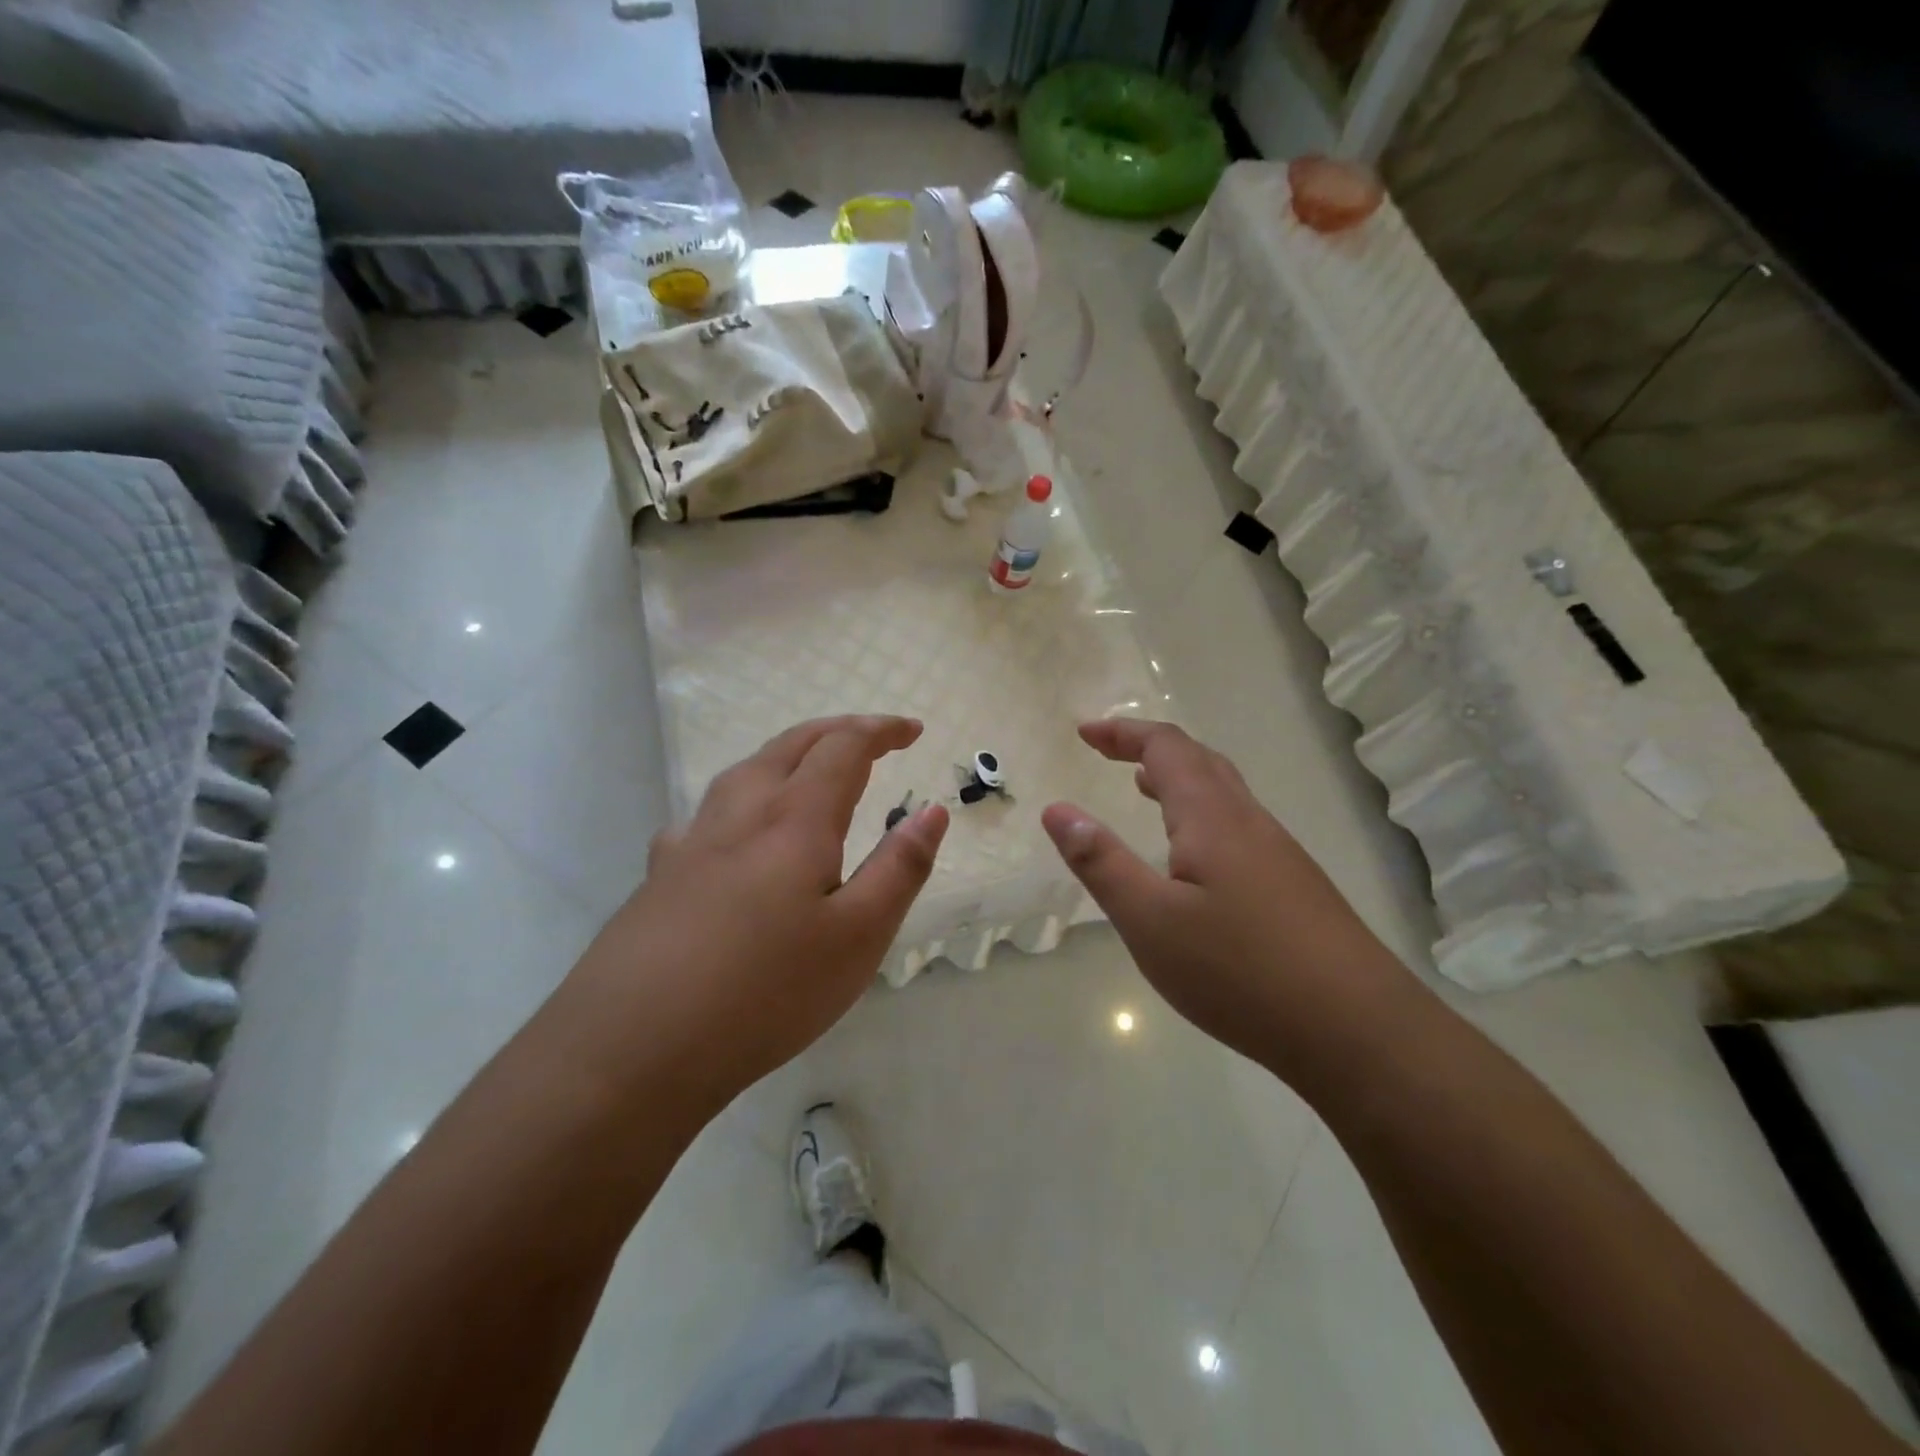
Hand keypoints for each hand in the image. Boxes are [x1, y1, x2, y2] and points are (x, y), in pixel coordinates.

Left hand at [555, 715, 947, 1111]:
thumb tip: (932, 810)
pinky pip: (705, 815)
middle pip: (791, 745)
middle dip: (837, 730)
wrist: (632, 1048)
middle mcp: (741, 813)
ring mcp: (692, 842)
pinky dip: (738, 801)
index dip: (881, 730)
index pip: (843, 748)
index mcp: (795, 819)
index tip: (912, 729)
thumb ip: (900, 868)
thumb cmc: (766, 992)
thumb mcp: (859, 936)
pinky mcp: (660, 876)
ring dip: (788, 754)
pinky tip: (731, 834)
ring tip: (810, 770)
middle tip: (873, 737)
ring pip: (745, 770)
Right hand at [1042, 719, 1408, 1076]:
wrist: (1358, 1030)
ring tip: (1142, 788)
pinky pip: (1238, 824)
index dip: (1123, 733)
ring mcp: (1279, 853)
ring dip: (1179, 777)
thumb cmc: (1240, 971)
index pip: (1166, 748)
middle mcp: (1249, 821)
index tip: (1084, 733)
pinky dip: (1201, 812)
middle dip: (1149, 746)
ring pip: (1224, 792)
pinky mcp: (1295, 885)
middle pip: (1199, 759)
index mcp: (1211, 818)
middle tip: (1107, 751)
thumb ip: (1100, 863)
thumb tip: (1057, 809)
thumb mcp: (1150, 921)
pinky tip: (1194, 855)